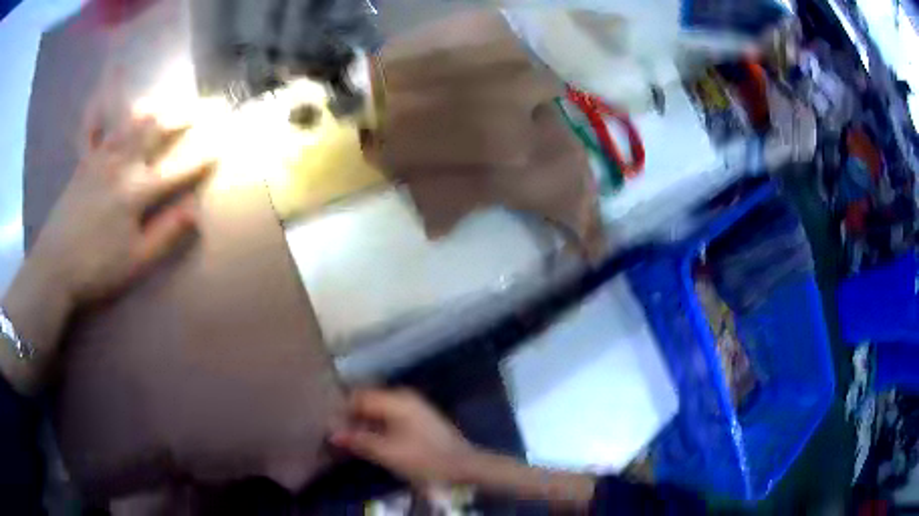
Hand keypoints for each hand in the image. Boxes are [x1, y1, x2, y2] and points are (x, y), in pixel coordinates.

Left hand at [29, 117, 213, 305]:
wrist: (54, 267)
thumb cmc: (96, 268)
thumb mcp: (135, 262)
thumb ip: (165, 234)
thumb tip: (195, 211)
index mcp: (136, 193)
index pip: (176, 170)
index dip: (201, 158)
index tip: (221, 145)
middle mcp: (120, 165)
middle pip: (155, 132)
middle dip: (181, 117)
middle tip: (202, 105)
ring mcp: (99, 160)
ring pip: (128, 123)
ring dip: (149, 108)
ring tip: (163, 99)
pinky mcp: (83, 163)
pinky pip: (91, 130)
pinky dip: (98, 110)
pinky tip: (101, 94)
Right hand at [330, 389, 479, 486]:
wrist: (464, 467)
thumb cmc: (426, 459)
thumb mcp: (388, 453)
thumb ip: (359, 440)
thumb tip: (331, 432)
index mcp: (397, 400)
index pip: (359, 396)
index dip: (341, 410)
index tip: (328, 425)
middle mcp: (405, 397)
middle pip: (368, 401)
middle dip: (352, 416)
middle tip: (338, 435)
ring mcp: (414, 407)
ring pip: (378, 410)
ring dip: (364, 423)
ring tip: (351, 440)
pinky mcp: (419, 419)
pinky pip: (389, 417)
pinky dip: (377, 426)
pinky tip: (371, 441)